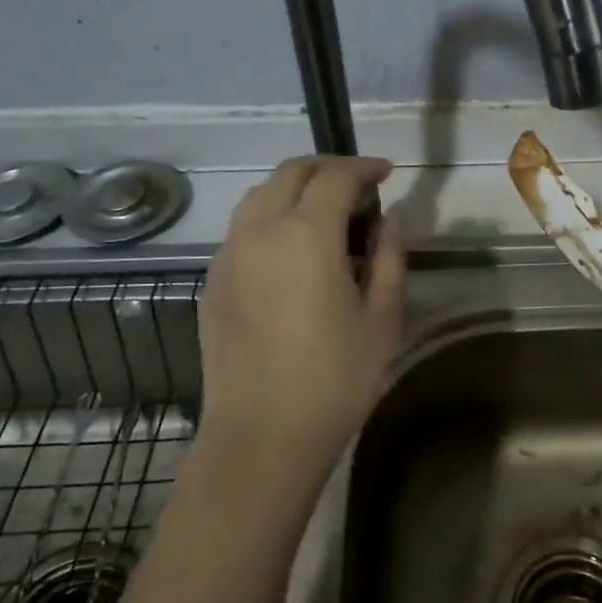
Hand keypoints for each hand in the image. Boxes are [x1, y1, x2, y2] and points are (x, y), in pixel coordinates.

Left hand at [196, 156, 406, 489]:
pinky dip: (269, 218)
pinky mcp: (212, 281)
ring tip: (323, 211)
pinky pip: (242, 229)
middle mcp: (260, 230)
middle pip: (290, 173)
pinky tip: (289, 249)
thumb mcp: (383, 318)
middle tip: (356, 184)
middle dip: (327, 168)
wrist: (262, 434)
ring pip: (259, 196)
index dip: (364, 167)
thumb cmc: (335, 378)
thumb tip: (387, 221)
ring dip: (293, 189)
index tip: (385, 173)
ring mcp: (229, 254)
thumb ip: (389, 258)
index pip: (336, 176)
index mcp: (307, 233)